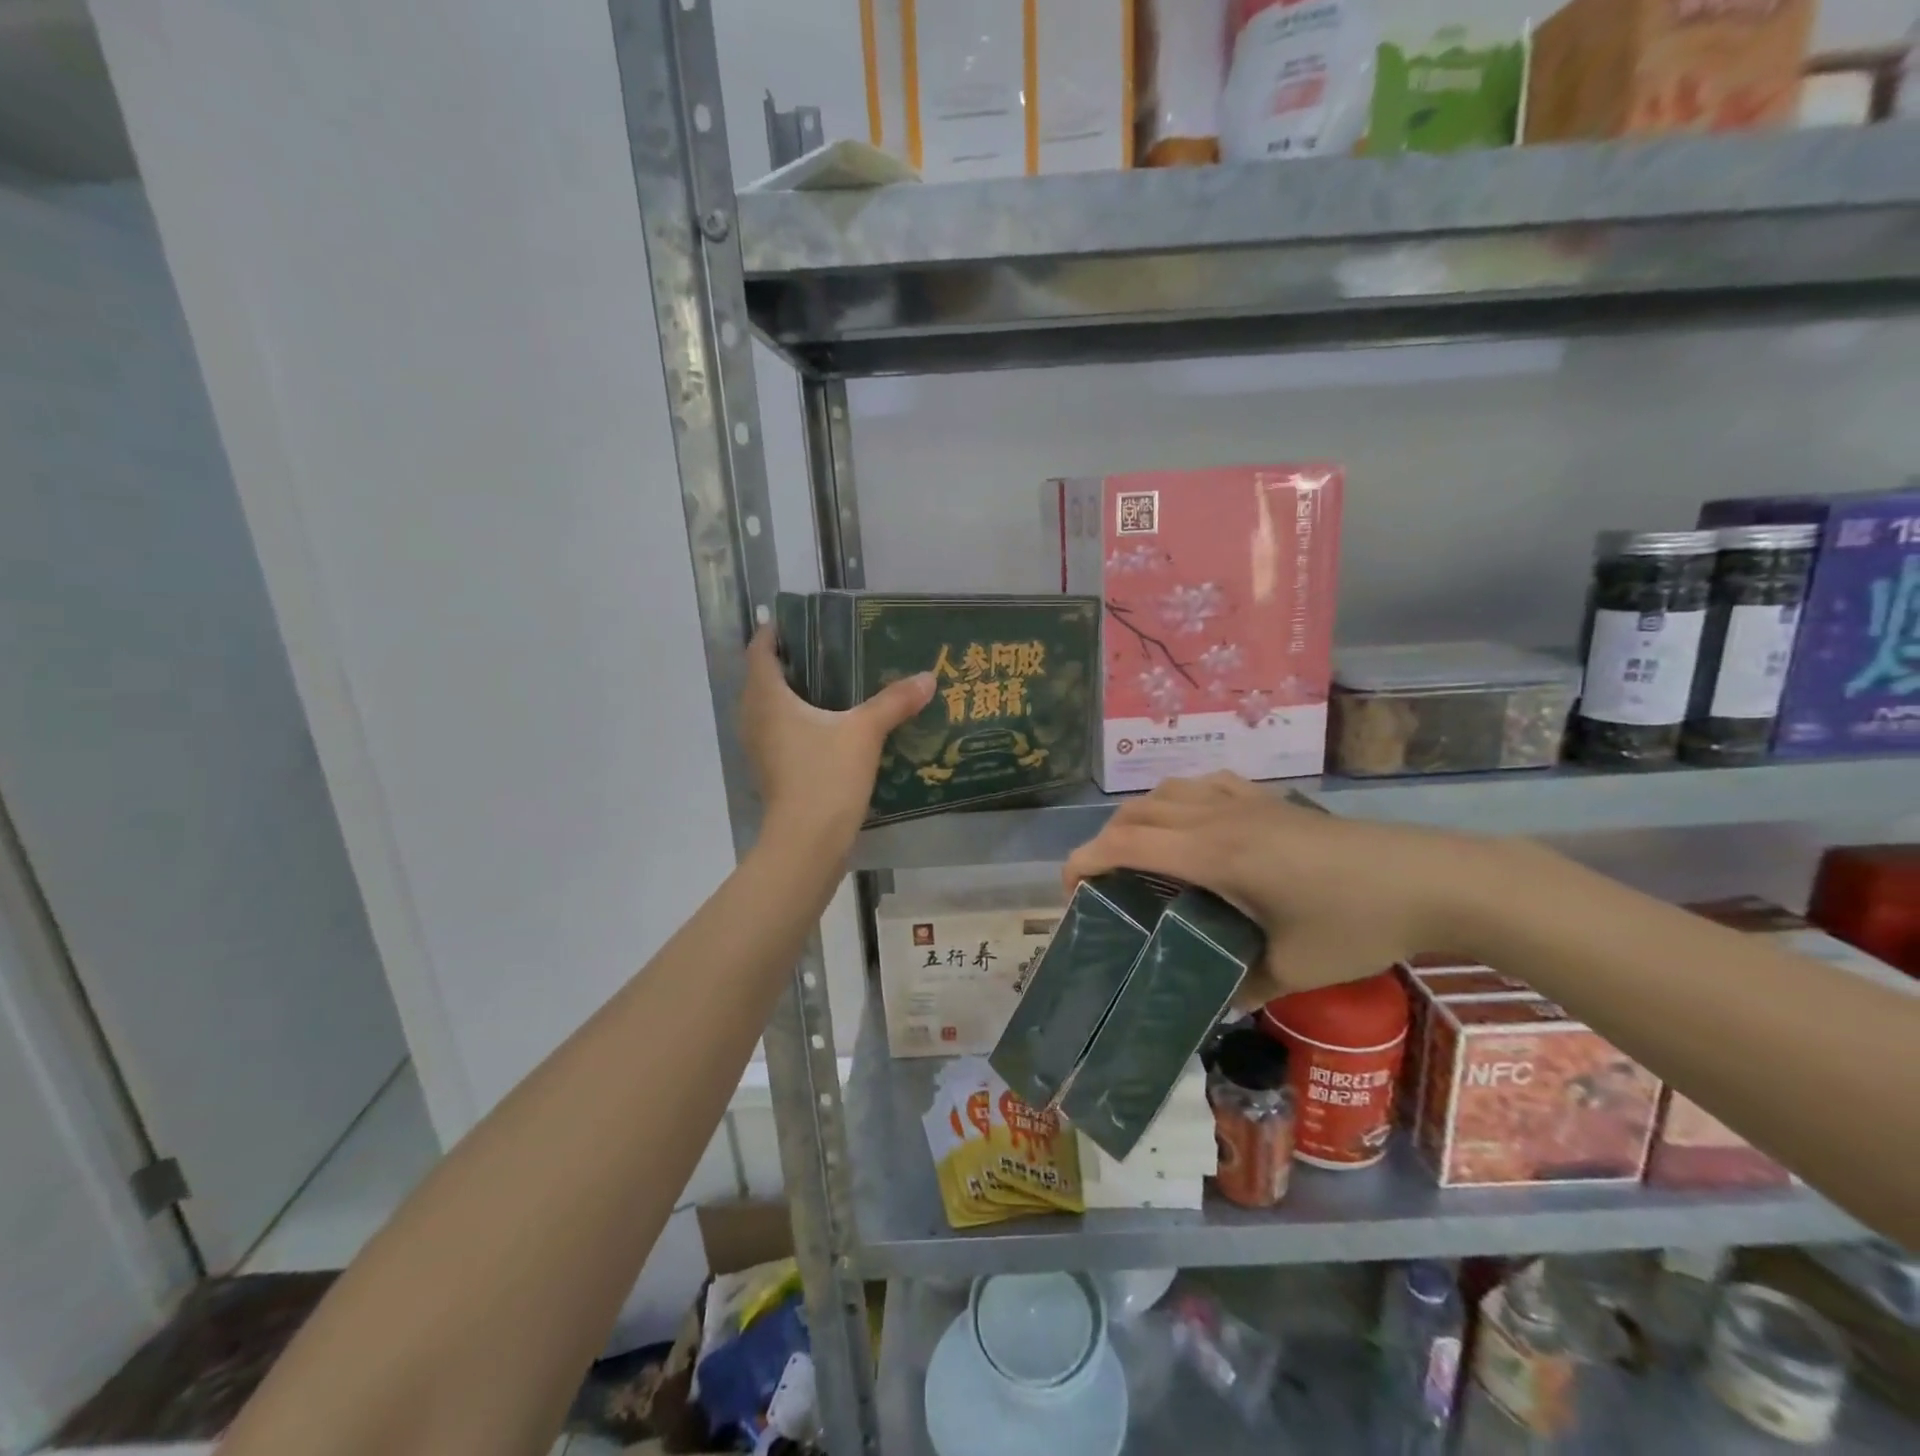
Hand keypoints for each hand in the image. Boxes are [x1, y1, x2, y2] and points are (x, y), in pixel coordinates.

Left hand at [740, 627, 935, 854]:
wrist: (806, 843)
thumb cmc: (825, 776)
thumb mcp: (864, 733)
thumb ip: (894, 702)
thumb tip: (928, 677)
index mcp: (767, 698)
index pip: (760, 651)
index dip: (776, 632)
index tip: (801, 621)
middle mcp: (754, 718)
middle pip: (764, 678)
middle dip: (791, 662)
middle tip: (829, 649)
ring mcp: (760, 748)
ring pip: (771, 708)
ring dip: (794, 694)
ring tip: (834, 684)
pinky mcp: (772, 771)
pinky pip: (780, 732)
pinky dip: (799, 722)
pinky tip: (832, 726)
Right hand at [1062, 772, 1504, 1007]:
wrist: (1430, 878)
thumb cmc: (1357, 924)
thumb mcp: (1292, 970)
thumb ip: (1239, 988)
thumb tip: (1205, 1006)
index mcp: (1214, 853)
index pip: (1126, 842)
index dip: (1085, 860)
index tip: (1069, 891)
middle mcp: (1217, 816)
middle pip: (1136, 813)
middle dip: (1104, 842)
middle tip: (1102, 884)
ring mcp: (1244, 801)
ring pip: (1166, 791)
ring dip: (1138, 817)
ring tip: (1138, 854)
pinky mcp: (1269, 799)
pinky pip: (1204, 784)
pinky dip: (1178, 799)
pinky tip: (1192, 823)